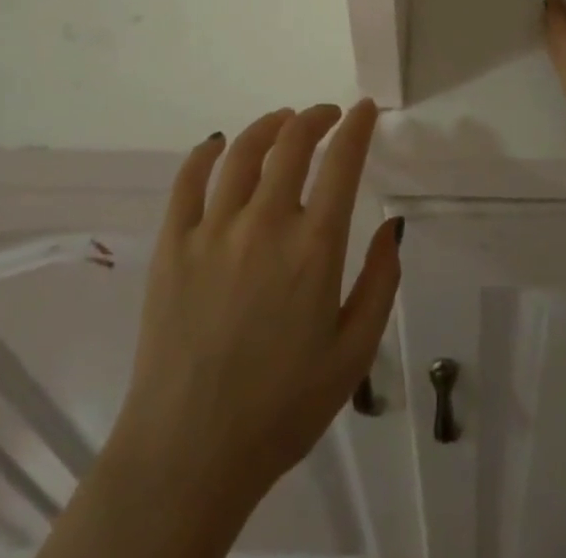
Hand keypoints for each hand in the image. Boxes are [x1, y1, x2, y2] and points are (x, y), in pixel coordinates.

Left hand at [66, 102, 400, 557]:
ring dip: (269, 126)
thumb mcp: (353, 355)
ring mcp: (213, 230)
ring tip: (282, 121)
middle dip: (315, 117)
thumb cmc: (281, 408)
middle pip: (292, 143)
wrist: (189, 455)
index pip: (342, 163)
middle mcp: (265, 223)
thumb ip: (380, 283)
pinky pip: (188, 180)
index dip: (357, 126)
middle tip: (326, 115)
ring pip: (243, 152)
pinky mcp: (173, 245)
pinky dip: (206, 153)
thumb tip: (392, 225)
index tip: (364, 109)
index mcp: (313, 248)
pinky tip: (218, 145)